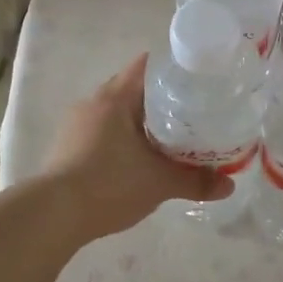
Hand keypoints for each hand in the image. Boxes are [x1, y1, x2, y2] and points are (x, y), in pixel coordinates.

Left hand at [42, 55, 230, 240]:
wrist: (53, 215)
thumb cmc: (109, 184)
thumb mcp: (160, 183)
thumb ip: (196, 181)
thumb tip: (229, 187)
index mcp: (116, 98)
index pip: (146, 67)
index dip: (172, 69)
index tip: (196, 80)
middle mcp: (93, 103)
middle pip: (131, 88)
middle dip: (159, 98)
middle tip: (190, 111)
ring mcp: (76, 125)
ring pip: (115, 112)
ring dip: (138, 120)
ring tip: (166, 136)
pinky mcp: (66, 147)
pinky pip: (101, 131)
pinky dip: (121, 138)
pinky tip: (135, 158)